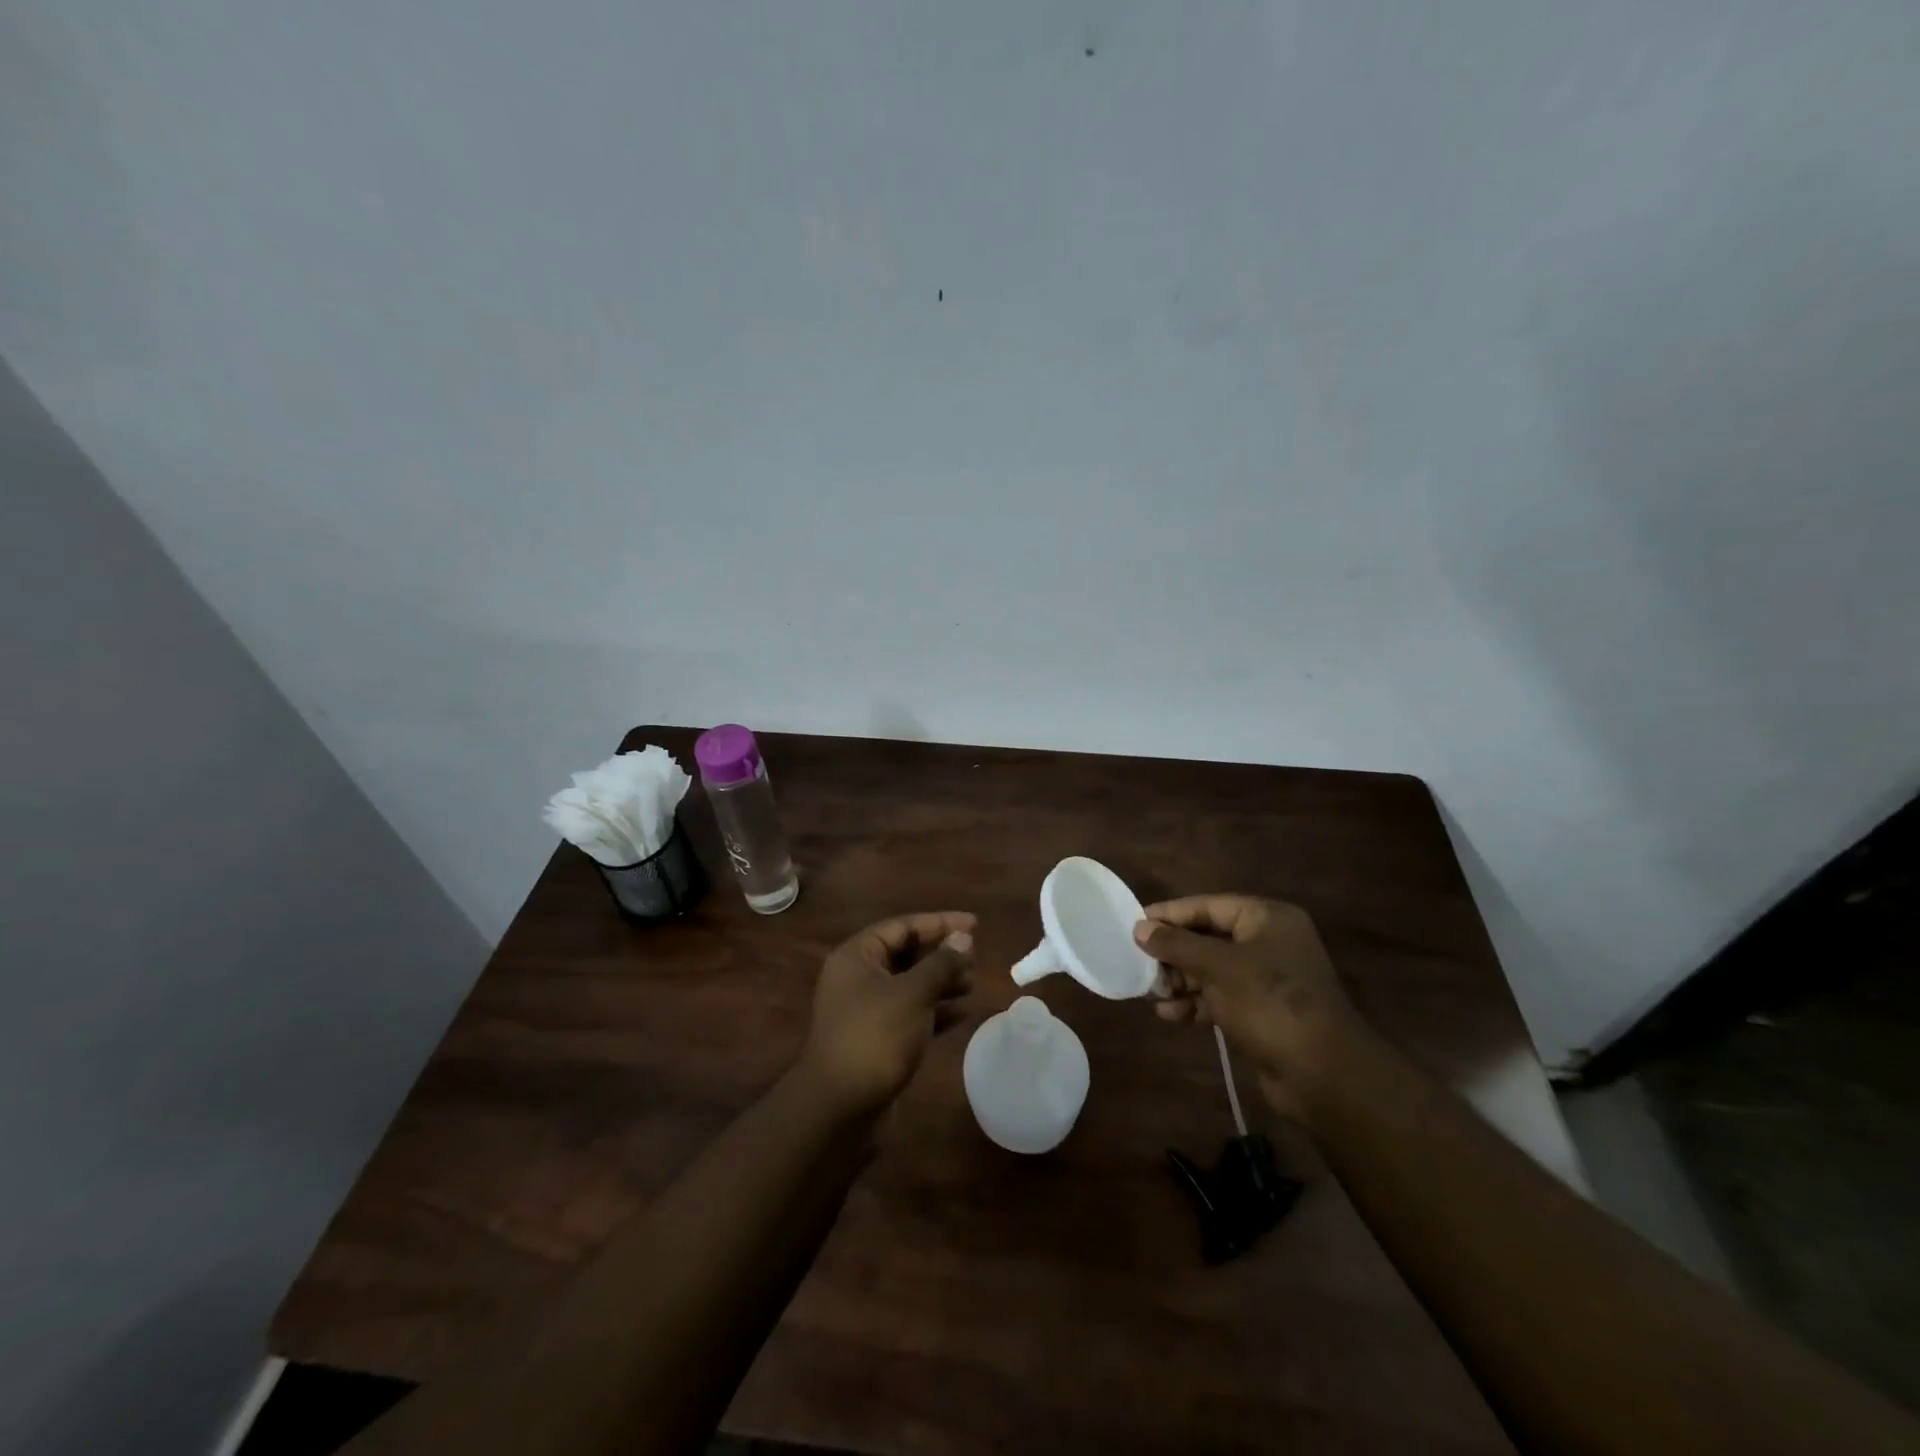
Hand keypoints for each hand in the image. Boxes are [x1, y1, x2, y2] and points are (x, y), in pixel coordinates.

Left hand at [801, 911, 976, 1118]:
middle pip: (905, 954)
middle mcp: (858, 978)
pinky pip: (911, 1013)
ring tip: (972, 983)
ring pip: (910, 985)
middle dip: (941, 954)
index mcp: (857, 956)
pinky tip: (963, 1013)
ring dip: (941, 982)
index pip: (902, 926)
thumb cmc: (875, 1038)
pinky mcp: (877, 1039)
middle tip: (975, 957)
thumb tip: (963, 939)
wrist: (839, 1109)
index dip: (939, 923)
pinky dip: (935, 1011)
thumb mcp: (913, 994)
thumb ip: (940, 964)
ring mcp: (866, 1010)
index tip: (974, 924)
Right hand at [1136, 895, 1363, 1119]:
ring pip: (1211, 970)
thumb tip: (1140, 928)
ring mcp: (1267, 979)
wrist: (1323, 1074)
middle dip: (1174, 954)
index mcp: (1268, 919)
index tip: (1135, 924)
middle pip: (1208, 938)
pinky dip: (1196, 1003)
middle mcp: (1269, 943)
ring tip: (1152, 994)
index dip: (1171, 914)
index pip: (1209, 906)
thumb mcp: (1217, 967)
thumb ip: (1177, 945)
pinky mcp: (1262, 1012)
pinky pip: (1220, 997)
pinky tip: (1170, 1015)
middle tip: (1141, 965)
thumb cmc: (1270, 1002)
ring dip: (1180, 981)